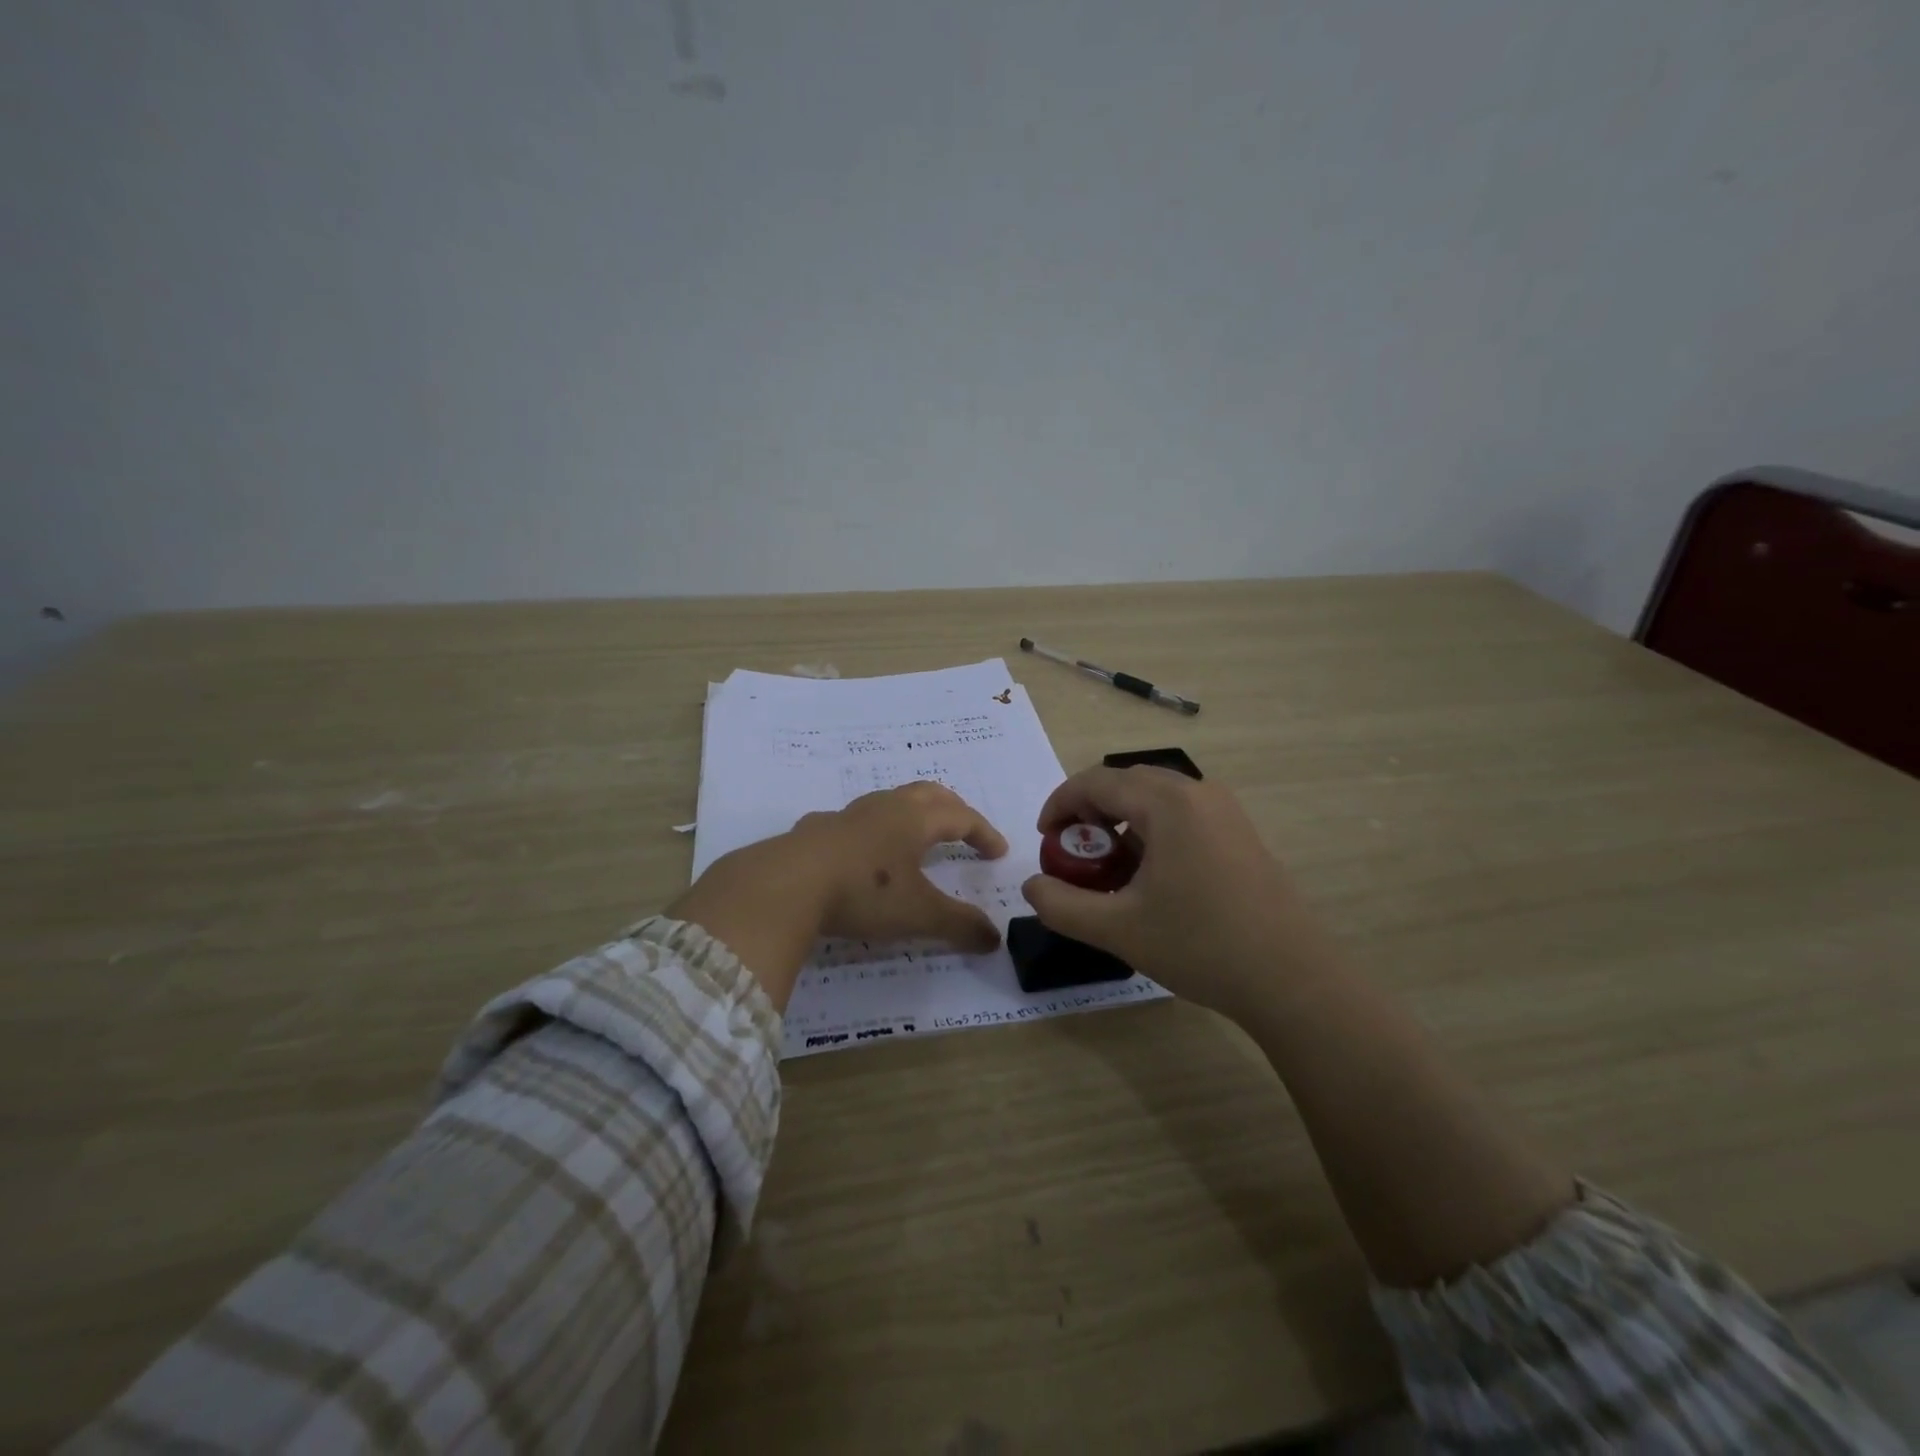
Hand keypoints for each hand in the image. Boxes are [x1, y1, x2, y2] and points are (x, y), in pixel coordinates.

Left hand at [668, 782, 1007, 1010]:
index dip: (984, 832)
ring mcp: (847, 815)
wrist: (784, 884)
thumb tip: (994, 939)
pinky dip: (871, 830)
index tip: (999, 852)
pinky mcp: (816, 830)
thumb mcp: (918, 914)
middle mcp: (884, 808)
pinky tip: (861, 851)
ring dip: (911, 813)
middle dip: (952, 809)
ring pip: (889, 801)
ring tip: (915, 837)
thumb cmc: (863, 893)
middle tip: (965, 828)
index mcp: (914, 820)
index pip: (961, 817)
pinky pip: (854, 820)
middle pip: (928, 794)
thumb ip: (959, 925)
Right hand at [1019, 766, 1336, 1021]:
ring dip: (1121, 821)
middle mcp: (1198, 792)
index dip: (1060, 804)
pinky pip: (1181, 814)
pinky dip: (1151, 830)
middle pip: (1126, 782)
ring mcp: (1225, 810)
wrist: (1292, 979)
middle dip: (1089, 811)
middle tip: (1072, 852)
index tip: (1044, 839)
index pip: (1097, 781)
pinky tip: (1149, 876)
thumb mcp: (1118, 929)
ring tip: (1107, 867)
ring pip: (1155, 798)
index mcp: (1168, 803)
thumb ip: (1061, 905)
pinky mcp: (1240, 832)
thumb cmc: (1201, 946)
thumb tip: (1032, 886)